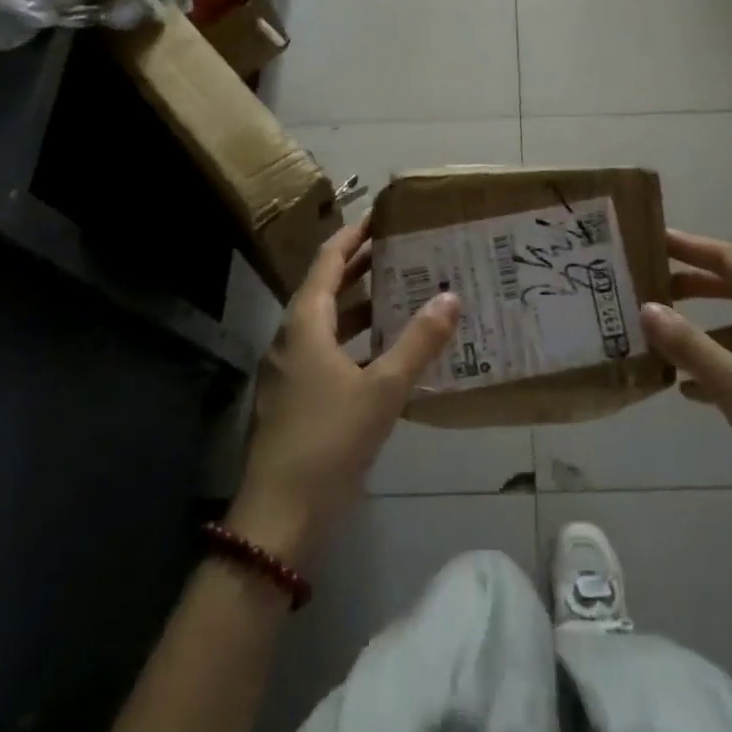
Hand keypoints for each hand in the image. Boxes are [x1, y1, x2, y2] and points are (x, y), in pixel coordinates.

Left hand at [229, 220, 459, 565]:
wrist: (280, 516)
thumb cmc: (329, 440)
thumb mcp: (383, 388)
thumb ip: (418, 342)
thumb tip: (451, 296)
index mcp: (305, 323)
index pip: (328, 261)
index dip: (354, 235)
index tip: (381, 216)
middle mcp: (292, 338)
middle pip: (327, 288)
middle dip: (361, 266)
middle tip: (402, 249)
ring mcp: (291, 370)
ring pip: (328, 323)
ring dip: (361, 305)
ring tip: (403, 292)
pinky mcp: (297, 398)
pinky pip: (329, 352)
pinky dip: (357, 341)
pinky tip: (388, 352)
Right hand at [641, 230, 731, 547]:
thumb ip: (691, 346)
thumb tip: (647, 308)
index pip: (731, 261)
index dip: (691, 247)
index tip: (653, 240)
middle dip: (693, 288)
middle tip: (650, 288)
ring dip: (704, 333)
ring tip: (663, 343)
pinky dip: (720, 368)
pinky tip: (692, 390)